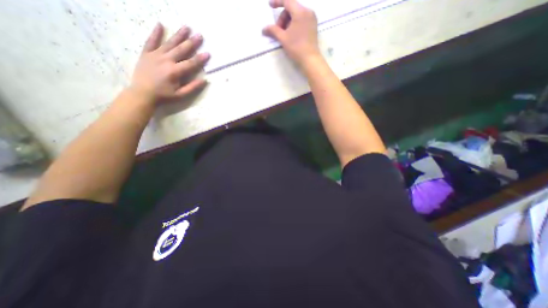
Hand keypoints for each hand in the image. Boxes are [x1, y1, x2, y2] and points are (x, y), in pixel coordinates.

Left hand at [130, 24, 210, 102]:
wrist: (142, 93)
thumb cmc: (164, 96)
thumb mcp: (181, 95)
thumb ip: (193, 87)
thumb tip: (204, 80)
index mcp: (175, 71)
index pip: (191, 63)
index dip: (200, 59)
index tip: (208, 53)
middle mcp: (166, 60)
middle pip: (181, 50)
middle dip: (191, 42)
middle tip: (199, 35)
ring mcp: (155, 55)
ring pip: (169, 43)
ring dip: (178, 35)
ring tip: (186, 27)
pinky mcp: (146, 53)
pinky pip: (151, 41)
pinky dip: (155, 33)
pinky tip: (160, 24)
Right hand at [263, 1, 321, 64]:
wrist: (310, 59)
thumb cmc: (296, 48)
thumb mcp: (283, 38)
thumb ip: (273, 31)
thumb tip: (264, 29)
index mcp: (300, 12)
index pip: (287, 1)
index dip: (277, 2)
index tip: (270, 6)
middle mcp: (308, 11)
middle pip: (291, 8)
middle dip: (283, 18)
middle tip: (279, 31)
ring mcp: (312, 18)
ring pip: (296, 14)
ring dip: (288, 22)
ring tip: (285, 34)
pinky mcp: (313, 25)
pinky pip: (302, 19)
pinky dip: (295, 24)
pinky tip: (292, 34)